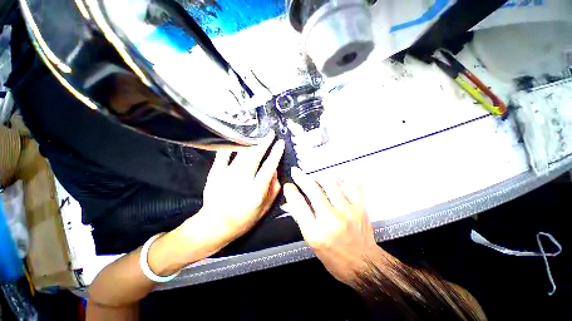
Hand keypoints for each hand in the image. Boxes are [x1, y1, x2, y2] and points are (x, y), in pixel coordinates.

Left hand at [175, 135, 284, 255]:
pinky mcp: (215, 173)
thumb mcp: (265, 208)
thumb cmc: (244, 219)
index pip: (269, 167)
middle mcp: (242, 180)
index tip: (280, 143)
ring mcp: (227, 175)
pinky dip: (230, 145)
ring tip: (257, 134)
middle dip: (264, 142)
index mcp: (256, 191)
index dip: (276, 153)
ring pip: (241, 153)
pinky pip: (223, 154)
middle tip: (270, 133)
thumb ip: (273, 189)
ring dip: (250, 141)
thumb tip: (275, 171)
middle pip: (255, 155)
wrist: (215, 224)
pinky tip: (236, 138)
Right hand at [284, 168, 387, 285]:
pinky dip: (345, 177)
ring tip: (314, 176)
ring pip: (331, 184)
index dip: (291, 192)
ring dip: (319, 176)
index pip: (298, 204)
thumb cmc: (335, 258)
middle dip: (301, 178)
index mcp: (315, 232)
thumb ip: (301, 220)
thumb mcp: (312, 243)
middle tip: (296, 172)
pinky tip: (339, 175)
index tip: (289, 186)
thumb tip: (292, 202)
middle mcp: (330, 220)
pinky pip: (353, 185)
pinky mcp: (359, 208)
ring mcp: (347, 211)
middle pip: (313, 190)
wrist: (364, 266)